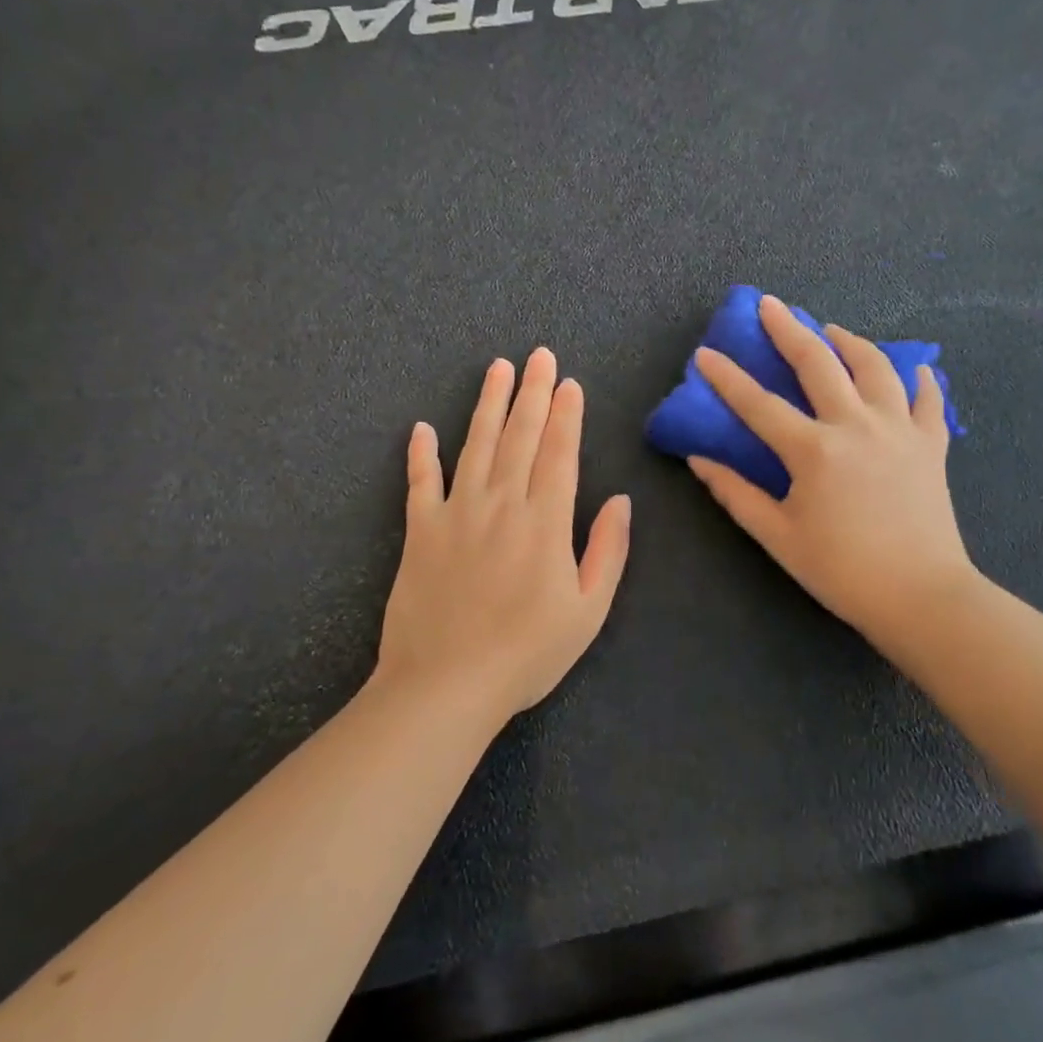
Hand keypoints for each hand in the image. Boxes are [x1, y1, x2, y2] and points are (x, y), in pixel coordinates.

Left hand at [375, 349, 631, 729]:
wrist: (445, 686)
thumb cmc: (526, 653)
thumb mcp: (588, 611)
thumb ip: (608, 551)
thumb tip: (622, 500)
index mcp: (545, 521)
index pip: (559, 453)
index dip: (567, 415)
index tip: (570, 383)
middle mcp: (502, 504)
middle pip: (521, 436)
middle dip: (534, 392)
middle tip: (539, 355)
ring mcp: (457, 513)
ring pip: (476, 445)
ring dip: (488, 404)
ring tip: (497, 369)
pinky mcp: (421, 531)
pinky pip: (420, 483)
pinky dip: (421, 455)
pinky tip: (421, 428)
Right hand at [687, 295, 974, 642]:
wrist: (923, 598)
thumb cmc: (843, 571)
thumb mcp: (779, 537)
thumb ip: (736, 494)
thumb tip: (699, 459)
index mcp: (814, 450)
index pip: (759, 404)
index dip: (727, 377)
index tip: (705, 353)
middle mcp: (856, 425)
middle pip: (818, 363)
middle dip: (788, 329)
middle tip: (771, 305)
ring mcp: (899, 429)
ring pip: (875, 367)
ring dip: (849, 342)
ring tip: (832, 331)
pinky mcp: (931, 444)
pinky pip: (927, 400)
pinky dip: (919, 380)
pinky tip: (913, 370)